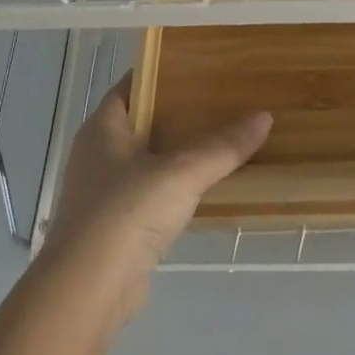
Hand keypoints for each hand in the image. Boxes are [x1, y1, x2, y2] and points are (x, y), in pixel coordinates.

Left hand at [35, 75, 271, 331]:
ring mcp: (103, 192)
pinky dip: (174, 188)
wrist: (90, 287)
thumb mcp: (182, 172)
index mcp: (102, 129)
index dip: (159, 74)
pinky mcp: (115, 226)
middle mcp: (97, 155)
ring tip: (221, 141)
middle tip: (221, 102)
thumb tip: (264, 117)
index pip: (129, 86)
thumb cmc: (127, 213)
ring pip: (146, 161)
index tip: (198, 67)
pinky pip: (150, 194)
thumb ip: (223, 146)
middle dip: (177, 114)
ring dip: (177, 153)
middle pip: (140, 123)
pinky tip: (204, 188)